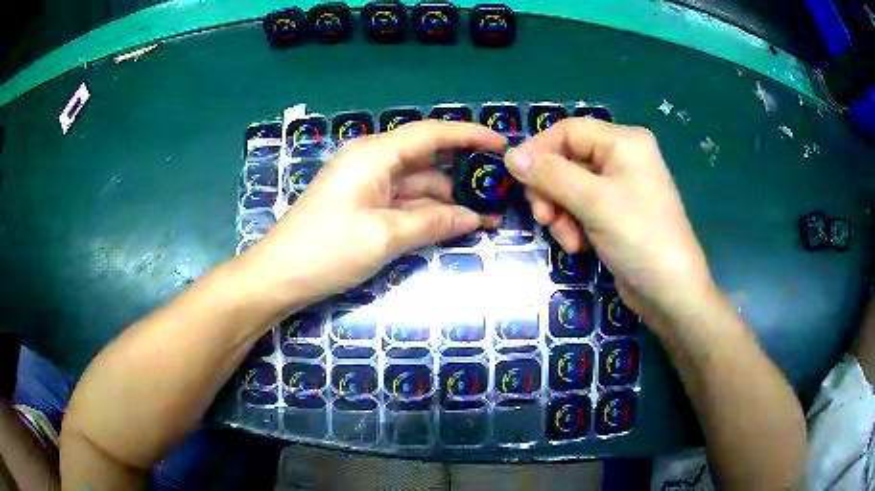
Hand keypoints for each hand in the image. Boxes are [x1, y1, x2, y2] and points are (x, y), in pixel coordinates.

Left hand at [245, 121, 505, 307]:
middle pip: (427, 159)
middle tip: (500, 191)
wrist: (279, 275)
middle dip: (463, 175)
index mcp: (374, 154)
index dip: (469, 135)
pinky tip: (455, 224)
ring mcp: (367, 185)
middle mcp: (372, 161)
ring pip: (418, 184)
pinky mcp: (364, 206)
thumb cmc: (327, 249)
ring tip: (486, 216)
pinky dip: (428, 212)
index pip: (431, 134)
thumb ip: (433, 223)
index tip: (502, 144)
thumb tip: (474, 218)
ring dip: (449, 199)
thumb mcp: (385, 236)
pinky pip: (404, 202)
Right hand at [504, 118, 714, 326]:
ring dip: (560, 213)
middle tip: (544, 218)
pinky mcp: (615, 214)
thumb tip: (510, 154)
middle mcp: (621, 158)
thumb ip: (550, 174)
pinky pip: (581, 208)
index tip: (516, 178)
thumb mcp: (593, 201)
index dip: (538, 150)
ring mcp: (619, 188)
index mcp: (623, 142)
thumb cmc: (640, 238)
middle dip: (550, 190)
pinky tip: (579, 246)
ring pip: (569, 187)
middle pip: (566, 160)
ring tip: (569, 240)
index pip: (568, 131)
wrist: (671, 293)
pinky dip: (573, 225)